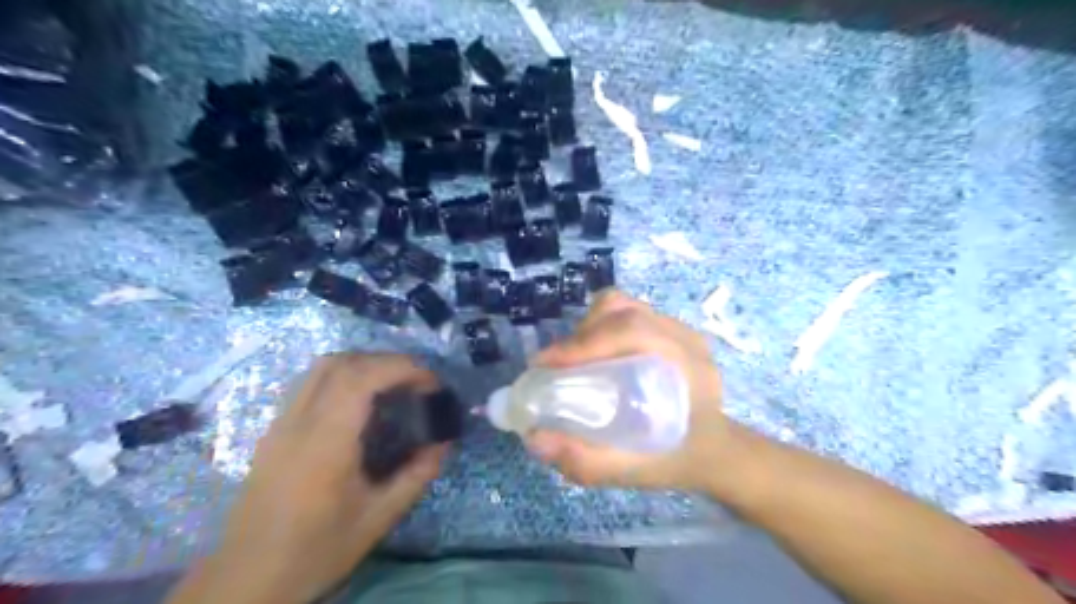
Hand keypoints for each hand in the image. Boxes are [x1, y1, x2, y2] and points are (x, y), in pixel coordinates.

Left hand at [202, 354, 442, 602]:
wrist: (247, 579)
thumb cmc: (316, 550)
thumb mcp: (378, 519)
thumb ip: (416, 476)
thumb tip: (443, 443)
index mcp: (325, 442)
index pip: (361, 378)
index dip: (401, 368)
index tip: (430, 382)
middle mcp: (299, 422)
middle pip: (342, 363)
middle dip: (386, 361)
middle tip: (416, 381)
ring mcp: (281, 423)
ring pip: (322, 368)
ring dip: (363, 364)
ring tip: (391, 384)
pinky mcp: (274, 430)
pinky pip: (310, 383)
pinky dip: (343, 376)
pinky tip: (359, 402)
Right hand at [525, 291, 725, 492]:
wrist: (716, 450)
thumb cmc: (680, 459)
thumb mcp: (636, 471)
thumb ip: (588, 461)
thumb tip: (535, 440)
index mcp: (686, 364)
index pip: (632, 331)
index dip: (583, 342)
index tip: (545, 365)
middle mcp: (683, 337)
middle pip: (622, 311)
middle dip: (580, 334)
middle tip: (556, 367)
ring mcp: (677, 329)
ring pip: (622, 307)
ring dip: (589, 328)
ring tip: (574, 360)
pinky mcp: (667, 329)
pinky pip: (626, 314)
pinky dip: (601, 328)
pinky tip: (596, 357)